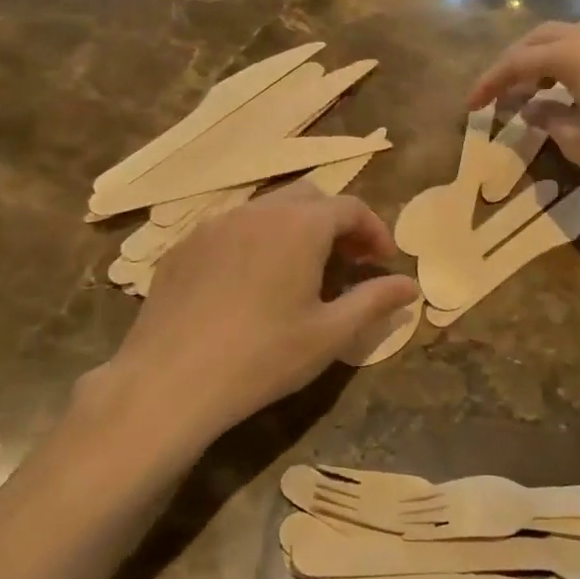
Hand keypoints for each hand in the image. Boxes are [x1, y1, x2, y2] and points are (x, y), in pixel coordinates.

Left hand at [90, 184, 417, 452]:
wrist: (169, 381)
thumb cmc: (262, 357)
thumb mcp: (329, 334)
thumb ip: (374, 301)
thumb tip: (410, 286)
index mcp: (299, 225)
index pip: (350, 208)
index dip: (374, 230)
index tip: (383, 261)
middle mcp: (257, 211)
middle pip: (308, 197)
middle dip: (336, 222)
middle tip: (348, 261)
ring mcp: (214, 225)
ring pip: (267, 209)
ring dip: (295, 229)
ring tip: (301, 271)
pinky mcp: (183, 245)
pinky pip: (231, 228)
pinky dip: (255, 241)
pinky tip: (251, 282)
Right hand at [468, 19, 579, 208]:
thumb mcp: (577, 141)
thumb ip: (548, 118)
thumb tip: (530, 108)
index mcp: (576, 54)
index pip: (519, 62)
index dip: (491, 82)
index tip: (471, 105)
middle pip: (544, 38)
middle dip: (516, 62)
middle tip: (500, 91)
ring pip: (575, 35)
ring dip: (548, 56)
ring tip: (537, 86)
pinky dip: (576, 59)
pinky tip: (577, 86)